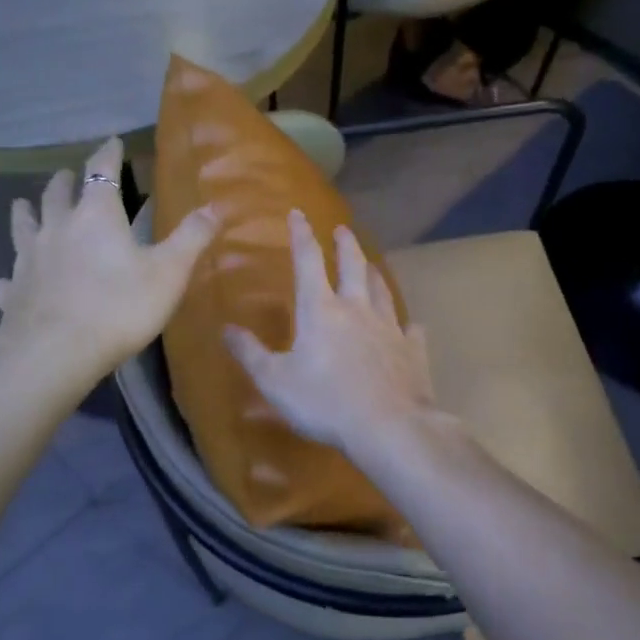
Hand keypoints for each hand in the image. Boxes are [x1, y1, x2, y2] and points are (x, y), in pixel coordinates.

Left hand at [0, 138, 217, 379]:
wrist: (57, 353)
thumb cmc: (119, 308)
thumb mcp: (169, 273)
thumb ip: (191, 238)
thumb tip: (214, 206)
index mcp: (96, 216)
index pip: (102, 172)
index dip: (108, 154)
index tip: (112, 142)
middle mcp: (57, 228)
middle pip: (56, 194)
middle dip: (64, 181)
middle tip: (66, 175)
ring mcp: (28, 259)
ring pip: (23, 226)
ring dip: (25, 213)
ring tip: (23, 205)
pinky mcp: (12, 292)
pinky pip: (7, 279)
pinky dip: (8, 276)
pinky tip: (5, 282)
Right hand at [223, 210, 436, 456]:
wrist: (388, 426)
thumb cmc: (324, 402)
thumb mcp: (275, 381)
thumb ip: (250, 353)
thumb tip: (226, 329)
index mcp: (321, 310)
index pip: (308, 261)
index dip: (301, 235)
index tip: (298, 213)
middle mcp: (357, 310)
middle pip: (353, 267)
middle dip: (345, 245)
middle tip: (343, 230)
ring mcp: (390, 329)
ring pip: (382, 292)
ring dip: (374, 275)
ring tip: (371, 265)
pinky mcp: (412, 352)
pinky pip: (411, 331)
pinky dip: (408, 326)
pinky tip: (411, 326)